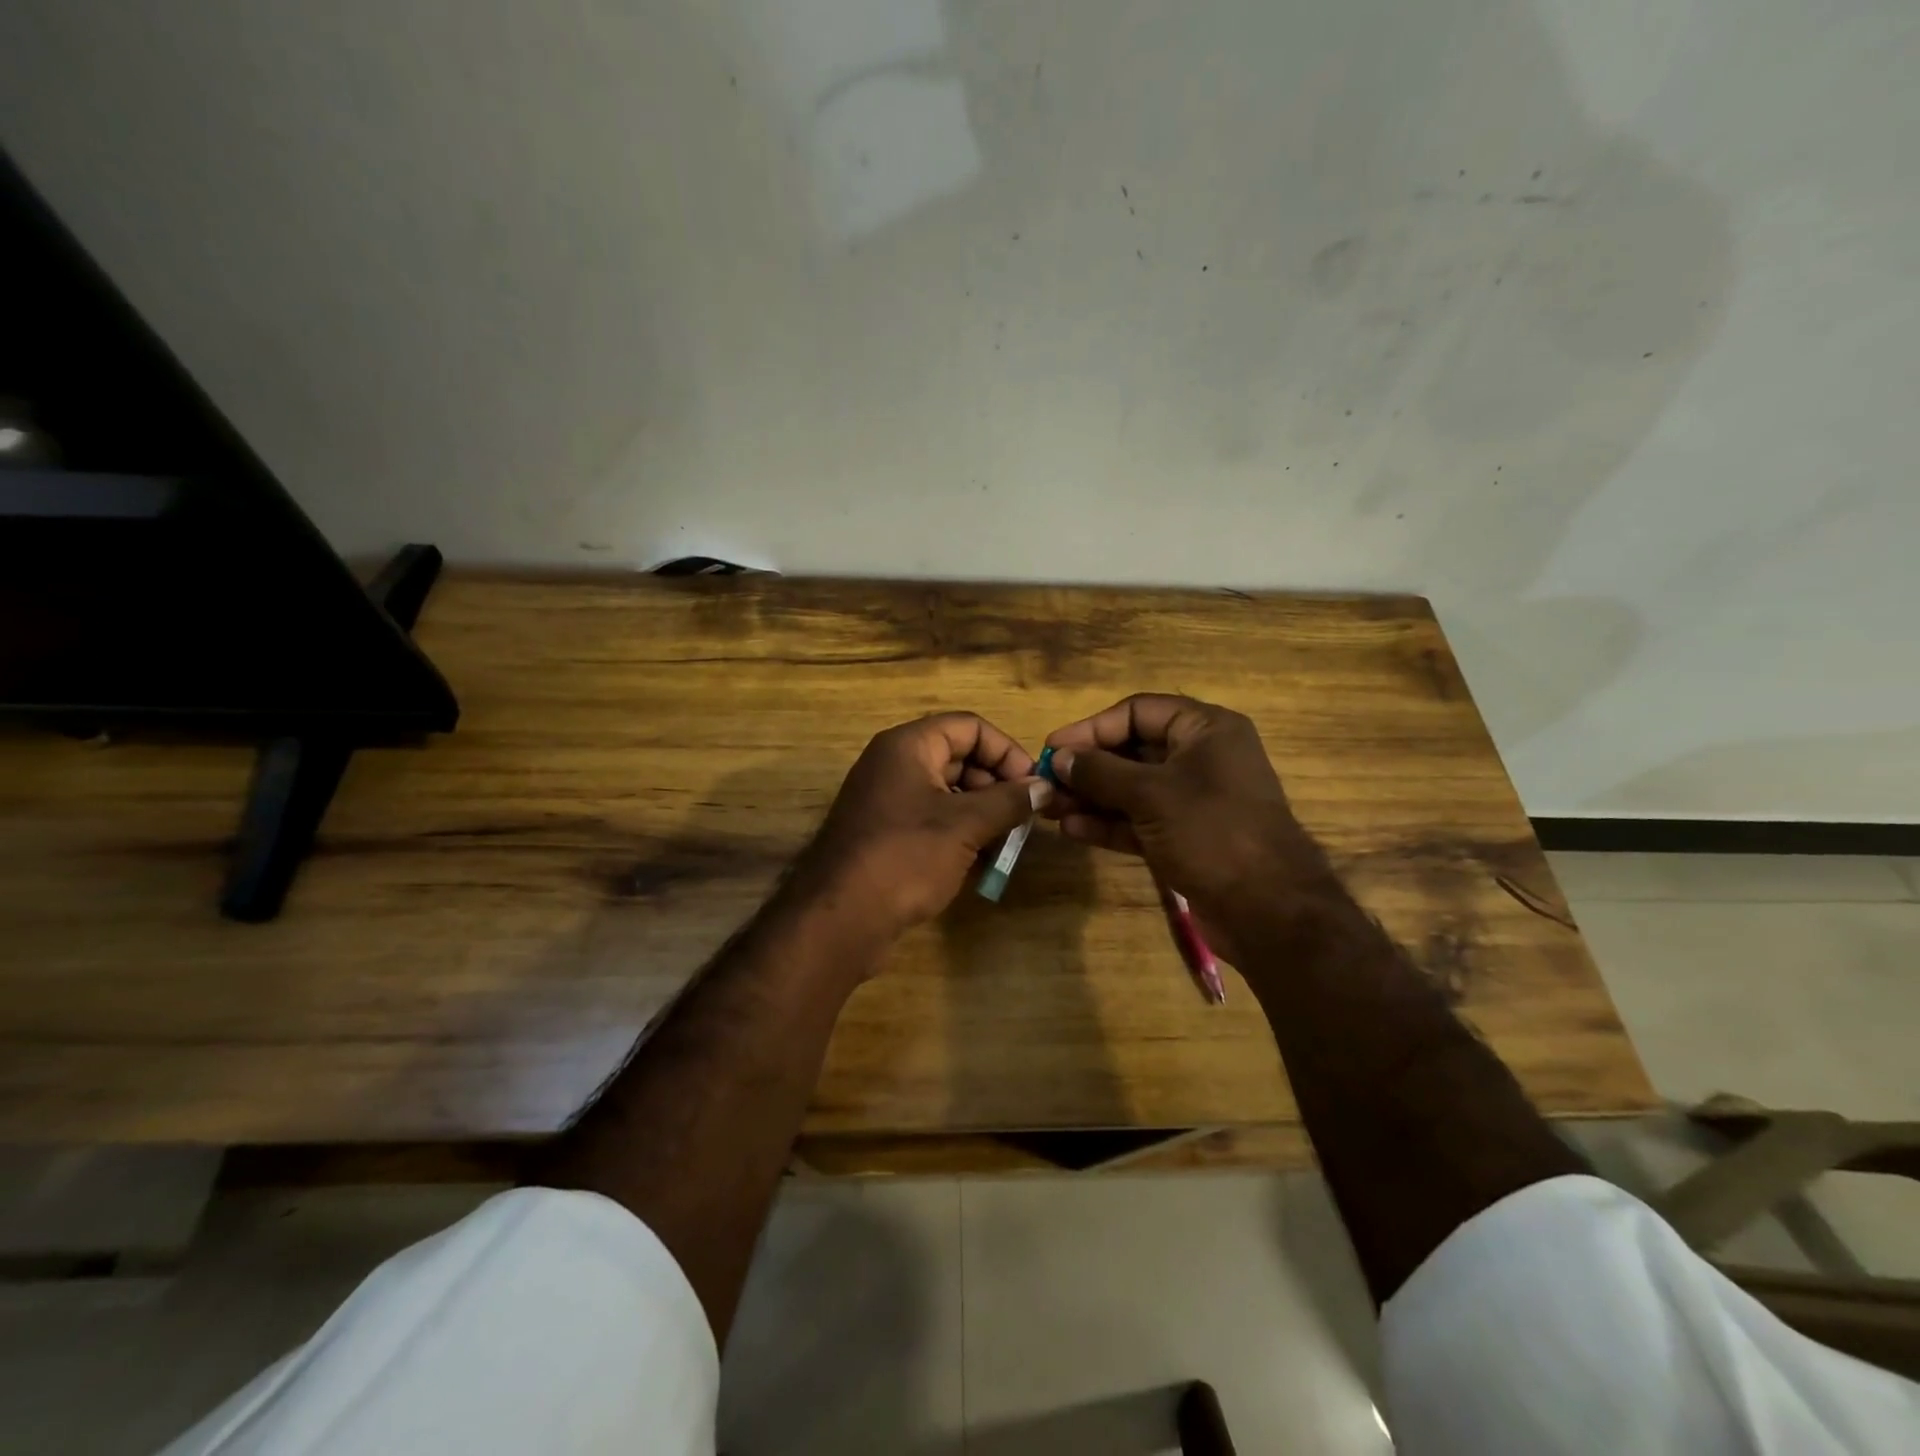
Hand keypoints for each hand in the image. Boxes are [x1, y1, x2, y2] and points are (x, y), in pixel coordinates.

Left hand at [791, 713, 1050, 951]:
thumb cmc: (906, 856)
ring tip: (1007, 843)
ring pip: (948, 791)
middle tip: (1024, 817)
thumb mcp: (965, 825)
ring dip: (982, 812)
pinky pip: (932, 819)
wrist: (841, 917)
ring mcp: (887, 800)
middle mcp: (894, 764)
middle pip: (959, 756)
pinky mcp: (885, 833)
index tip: (1033, 785)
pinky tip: (982, 861)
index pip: (969, 727)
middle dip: (996, 784)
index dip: (1006, 750)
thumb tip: (1045, 787)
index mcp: (908, 746)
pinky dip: (960, 832)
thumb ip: (1009, 801)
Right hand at [1044, 694, 1337, 962]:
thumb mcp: (1151, 795)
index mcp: (1206, 730)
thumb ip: (1101, 772)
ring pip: (1132, 789)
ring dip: (1092, 797)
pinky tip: (1072, 829)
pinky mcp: (1186, 837)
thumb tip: (1060, 758)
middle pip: (1132, 750)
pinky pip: (1140, 820)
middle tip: (1046, 781)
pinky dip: (1109, 823)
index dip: (1093, 727)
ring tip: (1050, 808)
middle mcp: (1201, 758)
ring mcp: (1193, 800)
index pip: (1138, 712)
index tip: (1054, 748)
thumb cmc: (1212, 833)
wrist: (1269, 912)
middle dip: (1088, 767)